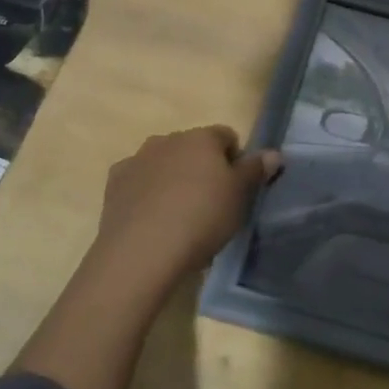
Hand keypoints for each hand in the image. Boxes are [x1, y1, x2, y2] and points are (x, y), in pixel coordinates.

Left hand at [94, 126, 280, 284]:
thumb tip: (273, 153)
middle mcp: (168, 139)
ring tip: (179, 216)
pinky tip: (151, 219)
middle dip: (202, 168)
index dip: (235, 160)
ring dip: (173, 178)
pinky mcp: (115, 182)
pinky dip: (146, 192)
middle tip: (209, 205)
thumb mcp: (240, 197)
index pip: (226, 136)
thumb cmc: (201, 218)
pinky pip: (138, 180)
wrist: (142, 251)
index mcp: (201, 137)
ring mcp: (138, 159)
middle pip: (193, 148)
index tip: (236, 190)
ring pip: (164, 162)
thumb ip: (256, 170)